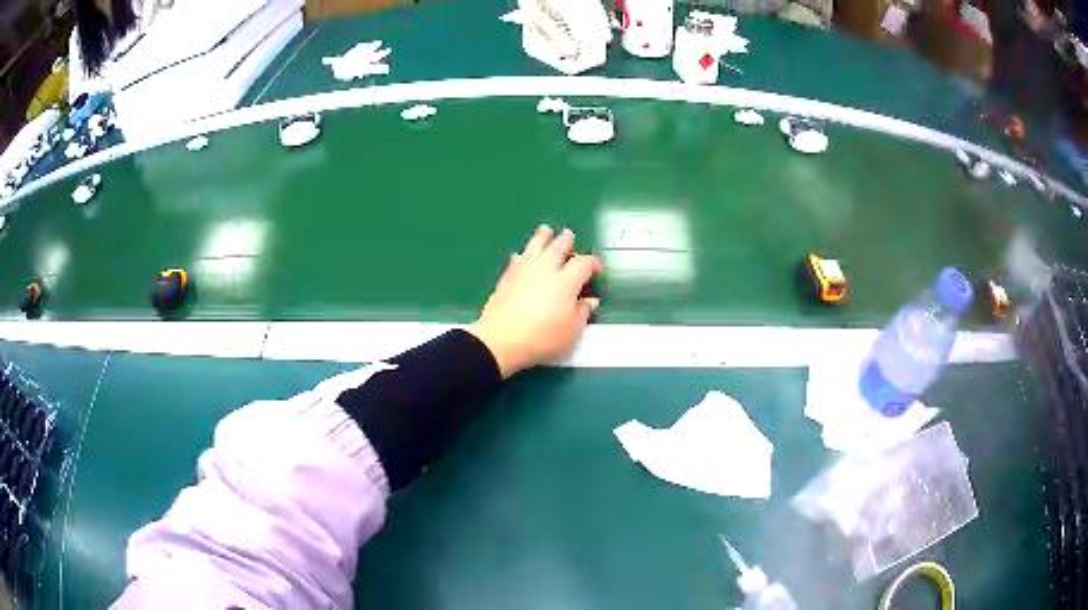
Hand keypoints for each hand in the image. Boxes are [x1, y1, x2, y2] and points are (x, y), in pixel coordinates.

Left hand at [468, 225, 601, 378]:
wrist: (501, 339)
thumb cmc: (542, 338)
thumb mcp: (571, 331)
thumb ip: (582, 313)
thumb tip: (589, 302)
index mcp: (566, 281)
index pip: (584, 264)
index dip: (593, 264)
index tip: (596, 270)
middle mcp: (546, 269)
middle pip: (558, 247)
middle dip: (566, 241)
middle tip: (568, 235)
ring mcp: (524, 270)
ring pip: (535, 246)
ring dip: (542, 237)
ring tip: (546, 230)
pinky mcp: (507, 277)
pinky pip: (517, 259)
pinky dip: (522, 254)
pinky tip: (520, 255)